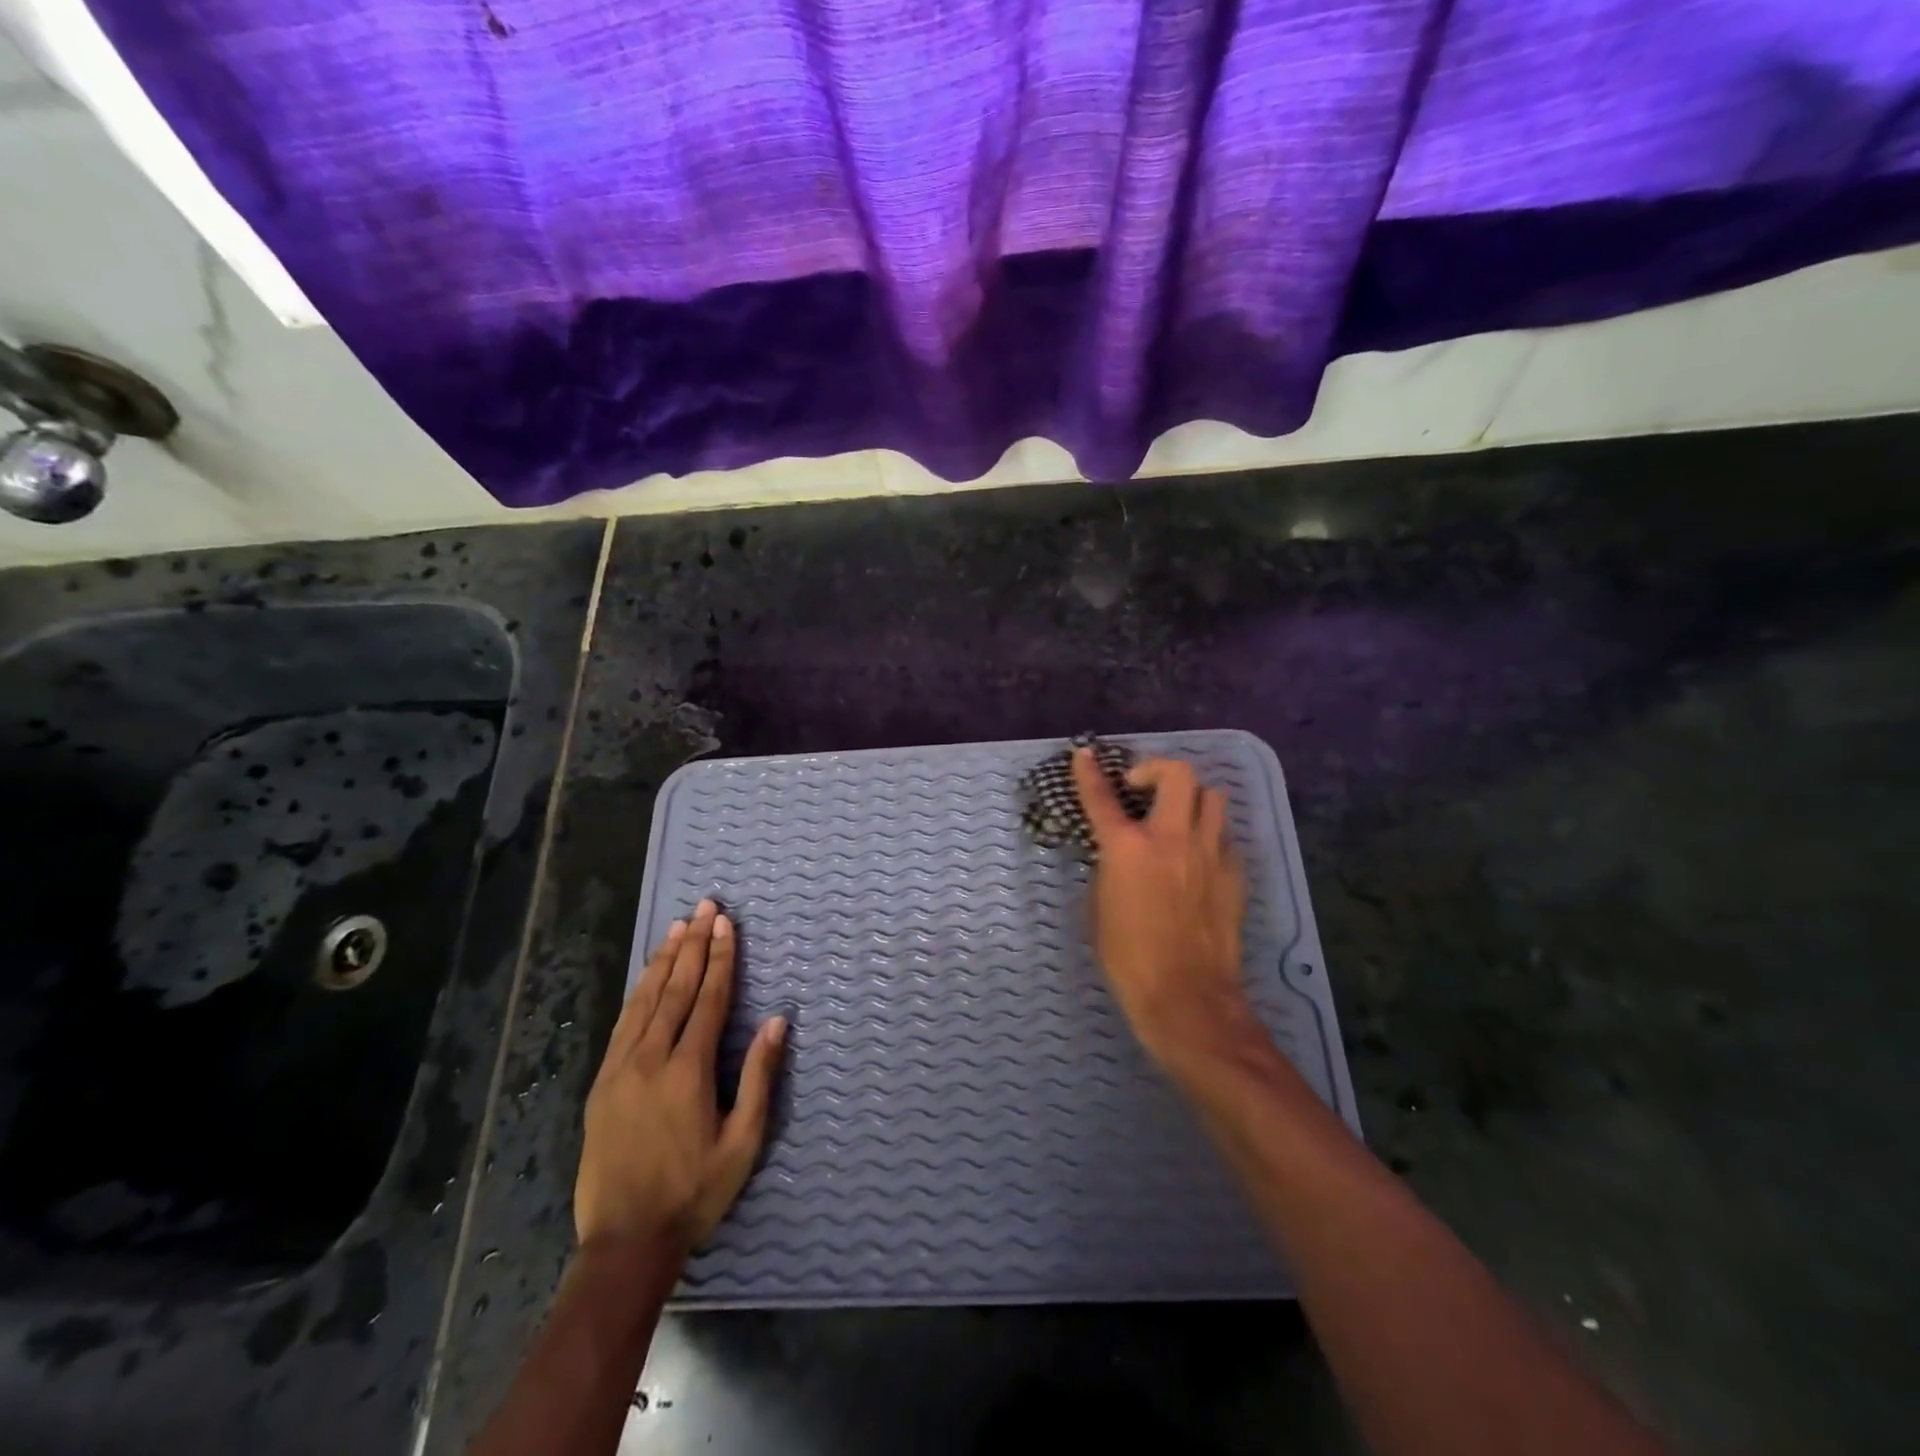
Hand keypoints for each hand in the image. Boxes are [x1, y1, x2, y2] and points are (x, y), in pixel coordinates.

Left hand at [575, 899, 785, 1260]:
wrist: (625, 1242)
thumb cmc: (694, 1193)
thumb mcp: (743, 1142)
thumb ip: (760, 1077)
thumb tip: (776, 1021)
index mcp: (688, 1071)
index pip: (708, 999)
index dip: (719, 958)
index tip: (726, 923)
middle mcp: (651, 1059)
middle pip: (675, 989)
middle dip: (693, 944)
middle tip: (704, 907)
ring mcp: (620, 1069)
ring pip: (644, 1000)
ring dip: (664, 960)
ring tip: (678, 927)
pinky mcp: (601, 1084)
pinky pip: (623, 1024)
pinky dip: (638, 992)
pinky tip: (647, 976)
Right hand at [1071, 749, 1257, 1075]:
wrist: (1187, 996)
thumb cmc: (1128, 958)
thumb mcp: (1099, 908)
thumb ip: (1109, 869)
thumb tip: (1118, 854)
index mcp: (1128, 848)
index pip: (1102, 797)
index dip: (1089, 772)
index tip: (1085, 755)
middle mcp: (1172, 838)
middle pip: (1178, 774)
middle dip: (1157, 769)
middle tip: (1142, 788)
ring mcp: (1209, 853)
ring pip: (1212, 797)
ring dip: (1191, 799)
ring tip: (1176, 817)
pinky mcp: (1234, 874)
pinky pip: (1224, 837)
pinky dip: (1208, 836)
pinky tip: (1198, 858)